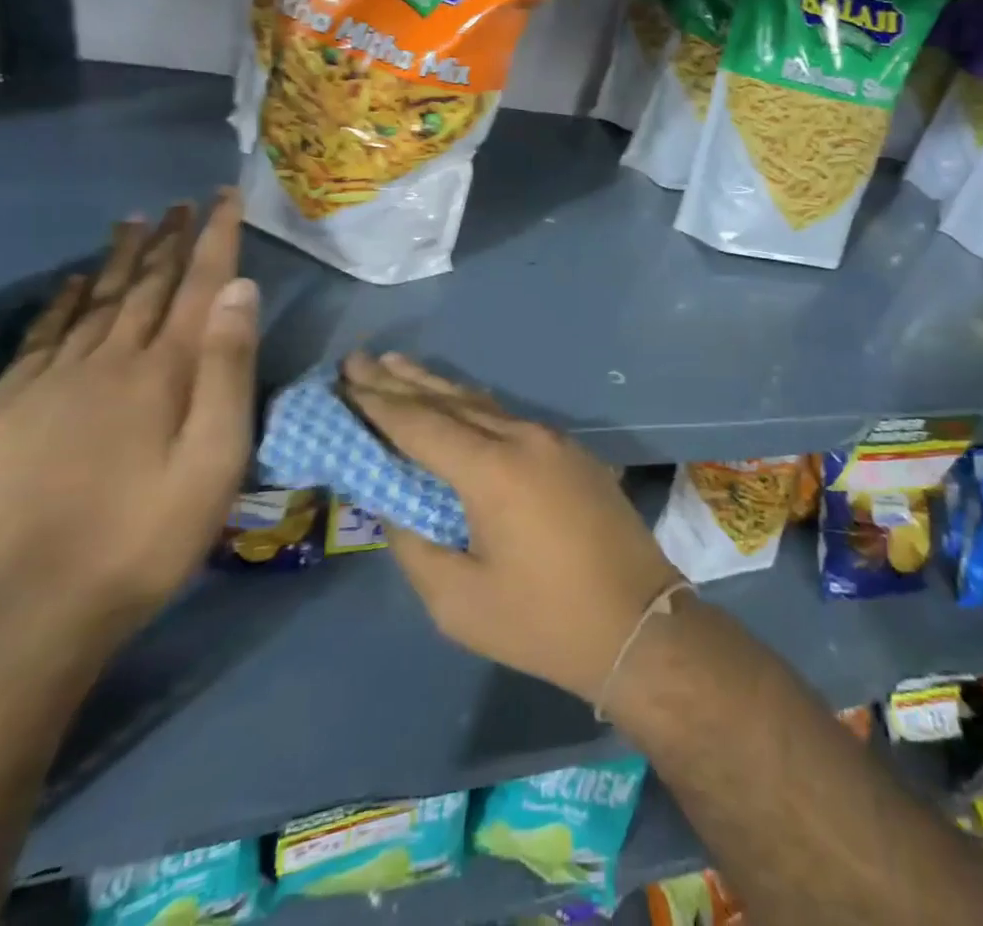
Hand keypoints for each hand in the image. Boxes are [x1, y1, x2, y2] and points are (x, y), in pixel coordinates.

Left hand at [0, 191, 260, 652]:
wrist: (41, 609)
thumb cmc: (152, 533)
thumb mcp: (218, 458)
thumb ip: (230, 371)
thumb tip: (240, 290)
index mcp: (162, 371)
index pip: (198, 285)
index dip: (215, 238)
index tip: (226, 199)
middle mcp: (107, 360)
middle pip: (147, 285)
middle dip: (171, 240)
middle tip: (185, 204)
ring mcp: (51, 382)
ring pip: (96, 302)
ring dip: (121, 259)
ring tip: (136, 222)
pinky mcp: (10, 410)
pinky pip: (41, 338)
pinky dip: (63, 303)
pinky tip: (75, 284)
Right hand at [341, 352, 680, 702]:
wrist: (639, 623)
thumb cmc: (543, 621)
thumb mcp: (459, 600)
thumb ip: (415, 544)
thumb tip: (395, 504)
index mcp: (492, 469)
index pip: (420, 424)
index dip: (377, 402)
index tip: (344, 378)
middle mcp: (522, 437)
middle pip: (449, 401)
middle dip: (399, 381)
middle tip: (358, 359)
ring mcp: (552, 439)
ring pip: (482, 403)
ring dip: (436, 386)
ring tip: (397, 365)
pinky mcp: (571, 451)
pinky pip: (508, 417)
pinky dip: (471, 406)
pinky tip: (455, 402)